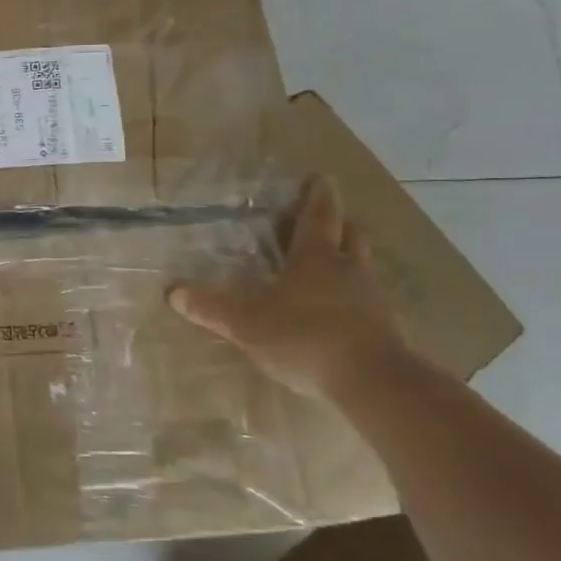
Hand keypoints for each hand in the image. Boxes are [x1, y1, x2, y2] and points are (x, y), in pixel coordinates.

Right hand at [167, 176, 406, 397]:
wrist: (375, 383)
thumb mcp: (247, 322)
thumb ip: (211, 307)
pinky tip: (340, 313)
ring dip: (349, 261)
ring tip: (331, 266)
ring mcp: (373, 300)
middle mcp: (349, 270)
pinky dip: (354, 299)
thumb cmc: (305, 335)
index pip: (318, 215)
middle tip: (327, 219)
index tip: (319, 177)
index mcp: (316, 257)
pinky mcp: (387, 331)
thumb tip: (173, 293)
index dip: (316, 195)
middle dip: (339, 224)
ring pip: (362, 268)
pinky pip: (369, 303)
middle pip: (350, 235)